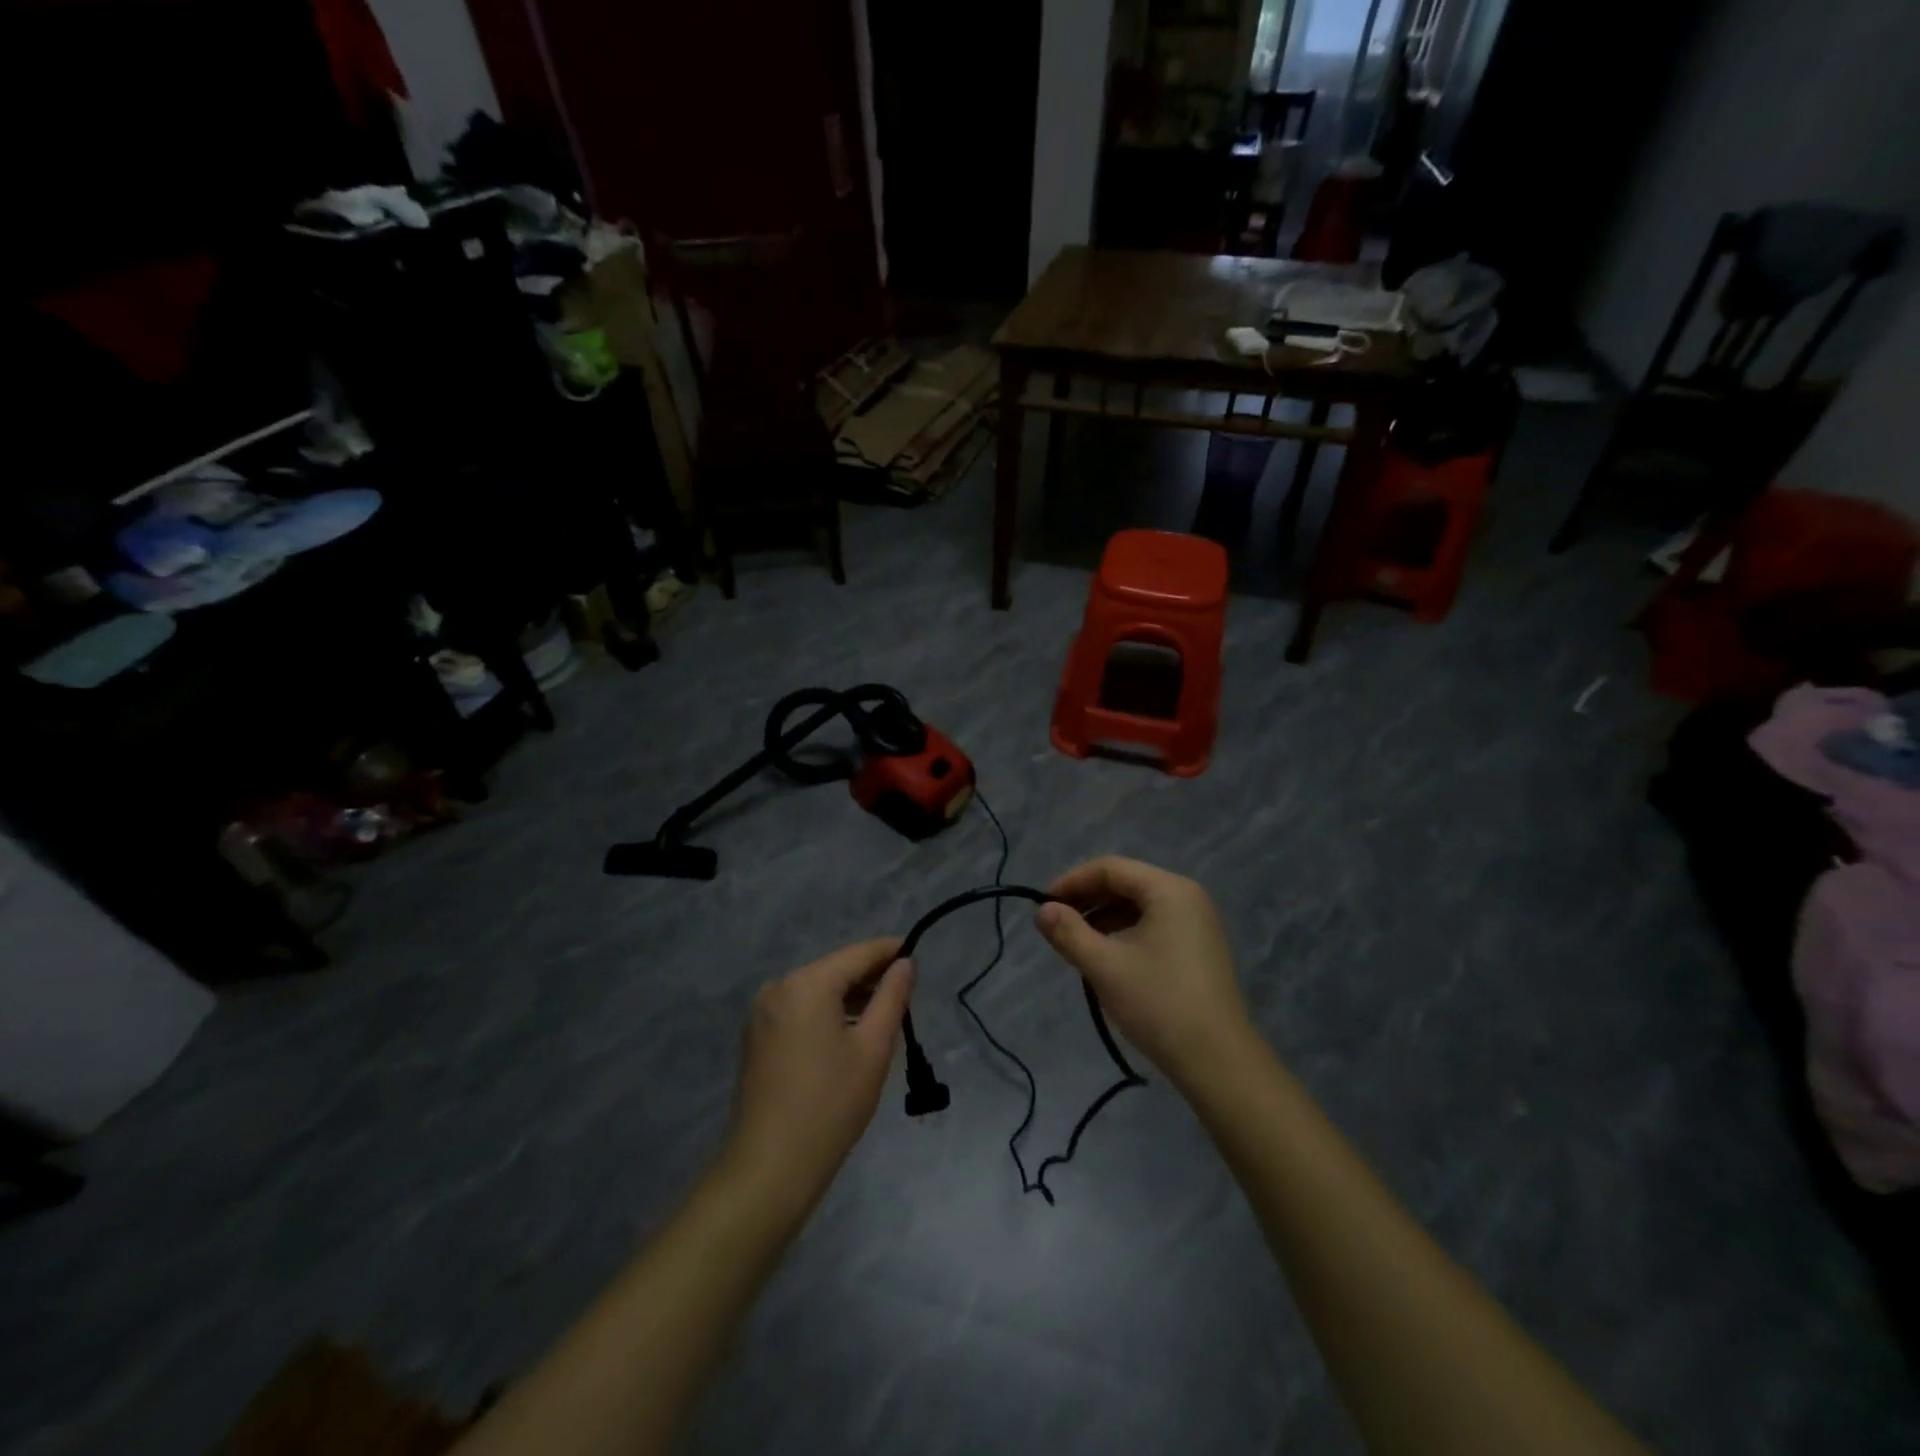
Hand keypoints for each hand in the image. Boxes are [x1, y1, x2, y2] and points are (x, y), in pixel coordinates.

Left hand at [723, 938, 912, 1209]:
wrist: (770, 1168)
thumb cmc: (830, 1105)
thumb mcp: (873, 1048)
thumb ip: (892, 997)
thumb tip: (905, 963)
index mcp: (807, 983)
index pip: (857, 953)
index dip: (889, 951)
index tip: (916, 956)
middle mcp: (779, 987)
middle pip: (835, 969)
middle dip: (870, 977)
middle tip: (905, 995)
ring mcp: (762, 1012)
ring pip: (816, 989)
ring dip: (848, 997)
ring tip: (882, 1016)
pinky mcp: (756, 1036)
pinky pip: (799, 1009)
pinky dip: (825, 1013)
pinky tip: (846, 1034)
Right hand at [1036, 857, 1252, 1088]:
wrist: (1218, 1062)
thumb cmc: (1159, 1004)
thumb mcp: (1105, 966)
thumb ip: (1068, 933)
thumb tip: (1042, 911)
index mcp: (1169, 890)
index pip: (1110, 868)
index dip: (1072, 881)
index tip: (1043, 906)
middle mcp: (1186, 897)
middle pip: (1126, 883)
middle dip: (1087, 900)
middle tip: (1055, 924)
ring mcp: (1196, 923)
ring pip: (1138, 906)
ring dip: (1103, 917)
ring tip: (1075, 942)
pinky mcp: (1198, 948)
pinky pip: (1153, 925)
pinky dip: (1124, 932)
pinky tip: (1105, 956)